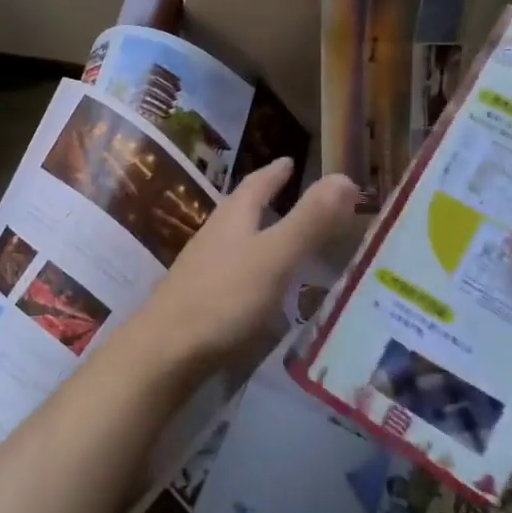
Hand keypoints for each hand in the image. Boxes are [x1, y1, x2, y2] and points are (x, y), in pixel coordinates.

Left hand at [119, 160, 356, 374]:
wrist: (165, 352)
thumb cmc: (224, 298)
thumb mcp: (275, 256)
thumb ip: (310, 220)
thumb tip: (346, 176)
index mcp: (234, 218)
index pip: (257, 184)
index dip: (276, 172)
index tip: (290, 161)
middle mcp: (215, 236)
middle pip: (242, 209)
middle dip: (266, 199)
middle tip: (289, 193)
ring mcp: (203, 268)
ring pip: (236, 240)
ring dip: (259, 234)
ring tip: (284, 239)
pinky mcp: (200, 300)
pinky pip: (234, 273)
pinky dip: (254, 270)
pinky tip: (265, 289)